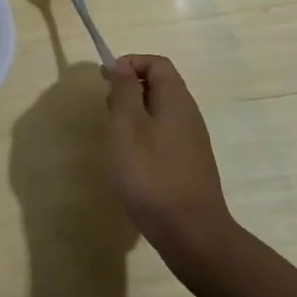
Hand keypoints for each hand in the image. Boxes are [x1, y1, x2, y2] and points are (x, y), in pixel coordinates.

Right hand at [103, 54, 236, 272]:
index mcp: (176, 100)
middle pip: (159, 86)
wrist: (189, 233)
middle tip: (108, 113)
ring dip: (133, 116)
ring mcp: (191, 143)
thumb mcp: (127, 124)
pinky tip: (130, 163)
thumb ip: (124, 90)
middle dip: (128, 90)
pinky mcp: (187, 166)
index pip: (157, 63)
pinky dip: (142, 138)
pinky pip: (162, 137)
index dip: (129, 63)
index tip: (105, 81)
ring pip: (158, 113)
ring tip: (115, 139)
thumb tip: (121, 66)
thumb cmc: (150, 173)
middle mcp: (188, 116)